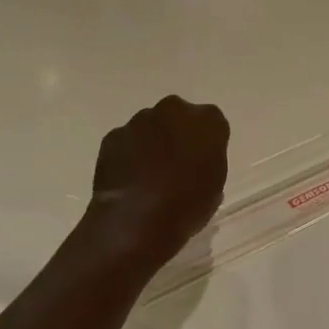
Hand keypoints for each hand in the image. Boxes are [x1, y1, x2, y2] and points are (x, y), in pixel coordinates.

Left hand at [88, 96, 230, 259]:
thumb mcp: (215, 187)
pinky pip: (126, 141)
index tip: (202, 161)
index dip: (207, 143)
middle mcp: (174, 110)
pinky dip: (128, 154)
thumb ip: (208, 164)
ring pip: (149, 127)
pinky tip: (129, 180)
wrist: (137, 219)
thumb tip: (197, 165)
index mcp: (208, 121)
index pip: (212, 123)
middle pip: (178, 117)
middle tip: (176, 164)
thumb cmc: (187, 205)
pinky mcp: (113, 135)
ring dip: (151, 143)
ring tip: (149, 175)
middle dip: (177, 134)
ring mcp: (140, 120)